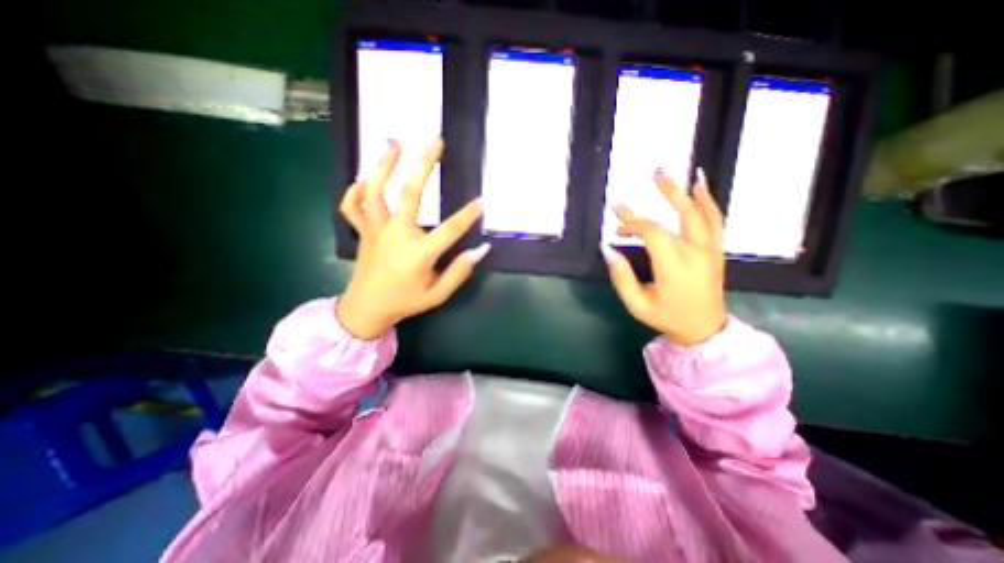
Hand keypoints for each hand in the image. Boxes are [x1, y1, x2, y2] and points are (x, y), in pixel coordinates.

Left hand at [337, 138, 491, 338]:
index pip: (449, 230)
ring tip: (395, 143)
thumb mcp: (438, 294)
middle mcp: (396, 235)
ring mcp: (376, 230)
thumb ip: (459, 271)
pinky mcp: (363, 231)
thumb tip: (481, 250)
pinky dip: (355, 190)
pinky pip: (353, 206)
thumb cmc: (405, 301)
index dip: (468, 215)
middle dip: (424, 165)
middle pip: (410, 193)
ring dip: (384, 165)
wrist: (365, 310)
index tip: (482, 202)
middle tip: (435, 141)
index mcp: (418, 254)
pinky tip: (365, 179)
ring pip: (376, 191)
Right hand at [600, 167, 726, 347]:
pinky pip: (715, 221)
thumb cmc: (667, 317)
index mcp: (674, 266)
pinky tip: (701, 189)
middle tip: (655, 173)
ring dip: (690, 192)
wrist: (703, 329)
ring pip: (703, 214)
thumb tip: (608, 249)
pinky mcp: (716, 251)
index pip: (652, 233)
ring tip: (680, 174)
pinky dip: (709, 202)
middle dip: (668, 192)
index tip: (616, 213)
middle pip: (683, 214)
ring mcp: (710, 250)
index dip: (632, 221)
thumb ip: (621, 276)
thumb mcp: (636, 304)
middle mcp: (696, 253)